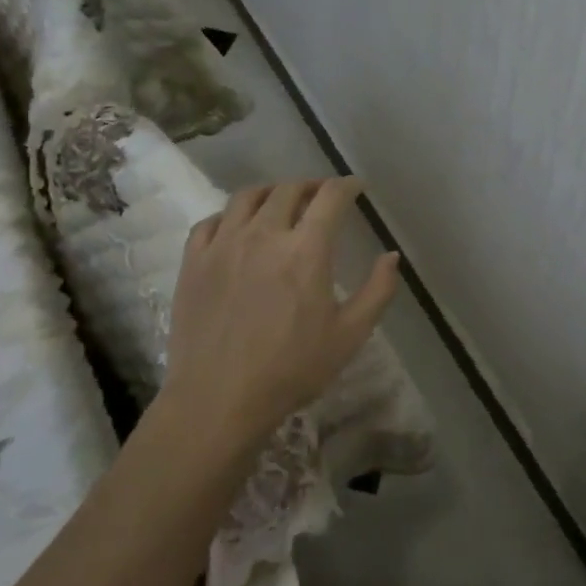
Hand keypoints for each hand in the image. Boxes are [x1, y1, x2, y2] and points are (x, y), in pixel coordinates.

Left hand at [165, 177, 400, 448]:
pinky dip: (229, 215)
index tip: (355, 187)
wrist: (218, 399)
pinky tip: (235, 227)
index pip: (330, 197)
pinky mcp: (193, 262)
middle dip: (310, 185)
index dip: (346, 186)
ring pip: (246, 197)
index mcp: (306, 249)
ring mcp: (223, 245)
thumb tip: (391, 256)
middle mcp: (264, 234)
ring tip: (279, 201)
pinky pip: (210, 222)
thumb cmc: (291, 369)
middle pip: (288, 190)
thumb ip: (378, 291)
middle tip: (321, 195)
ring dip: (270, 191)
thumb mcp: (350, 335)